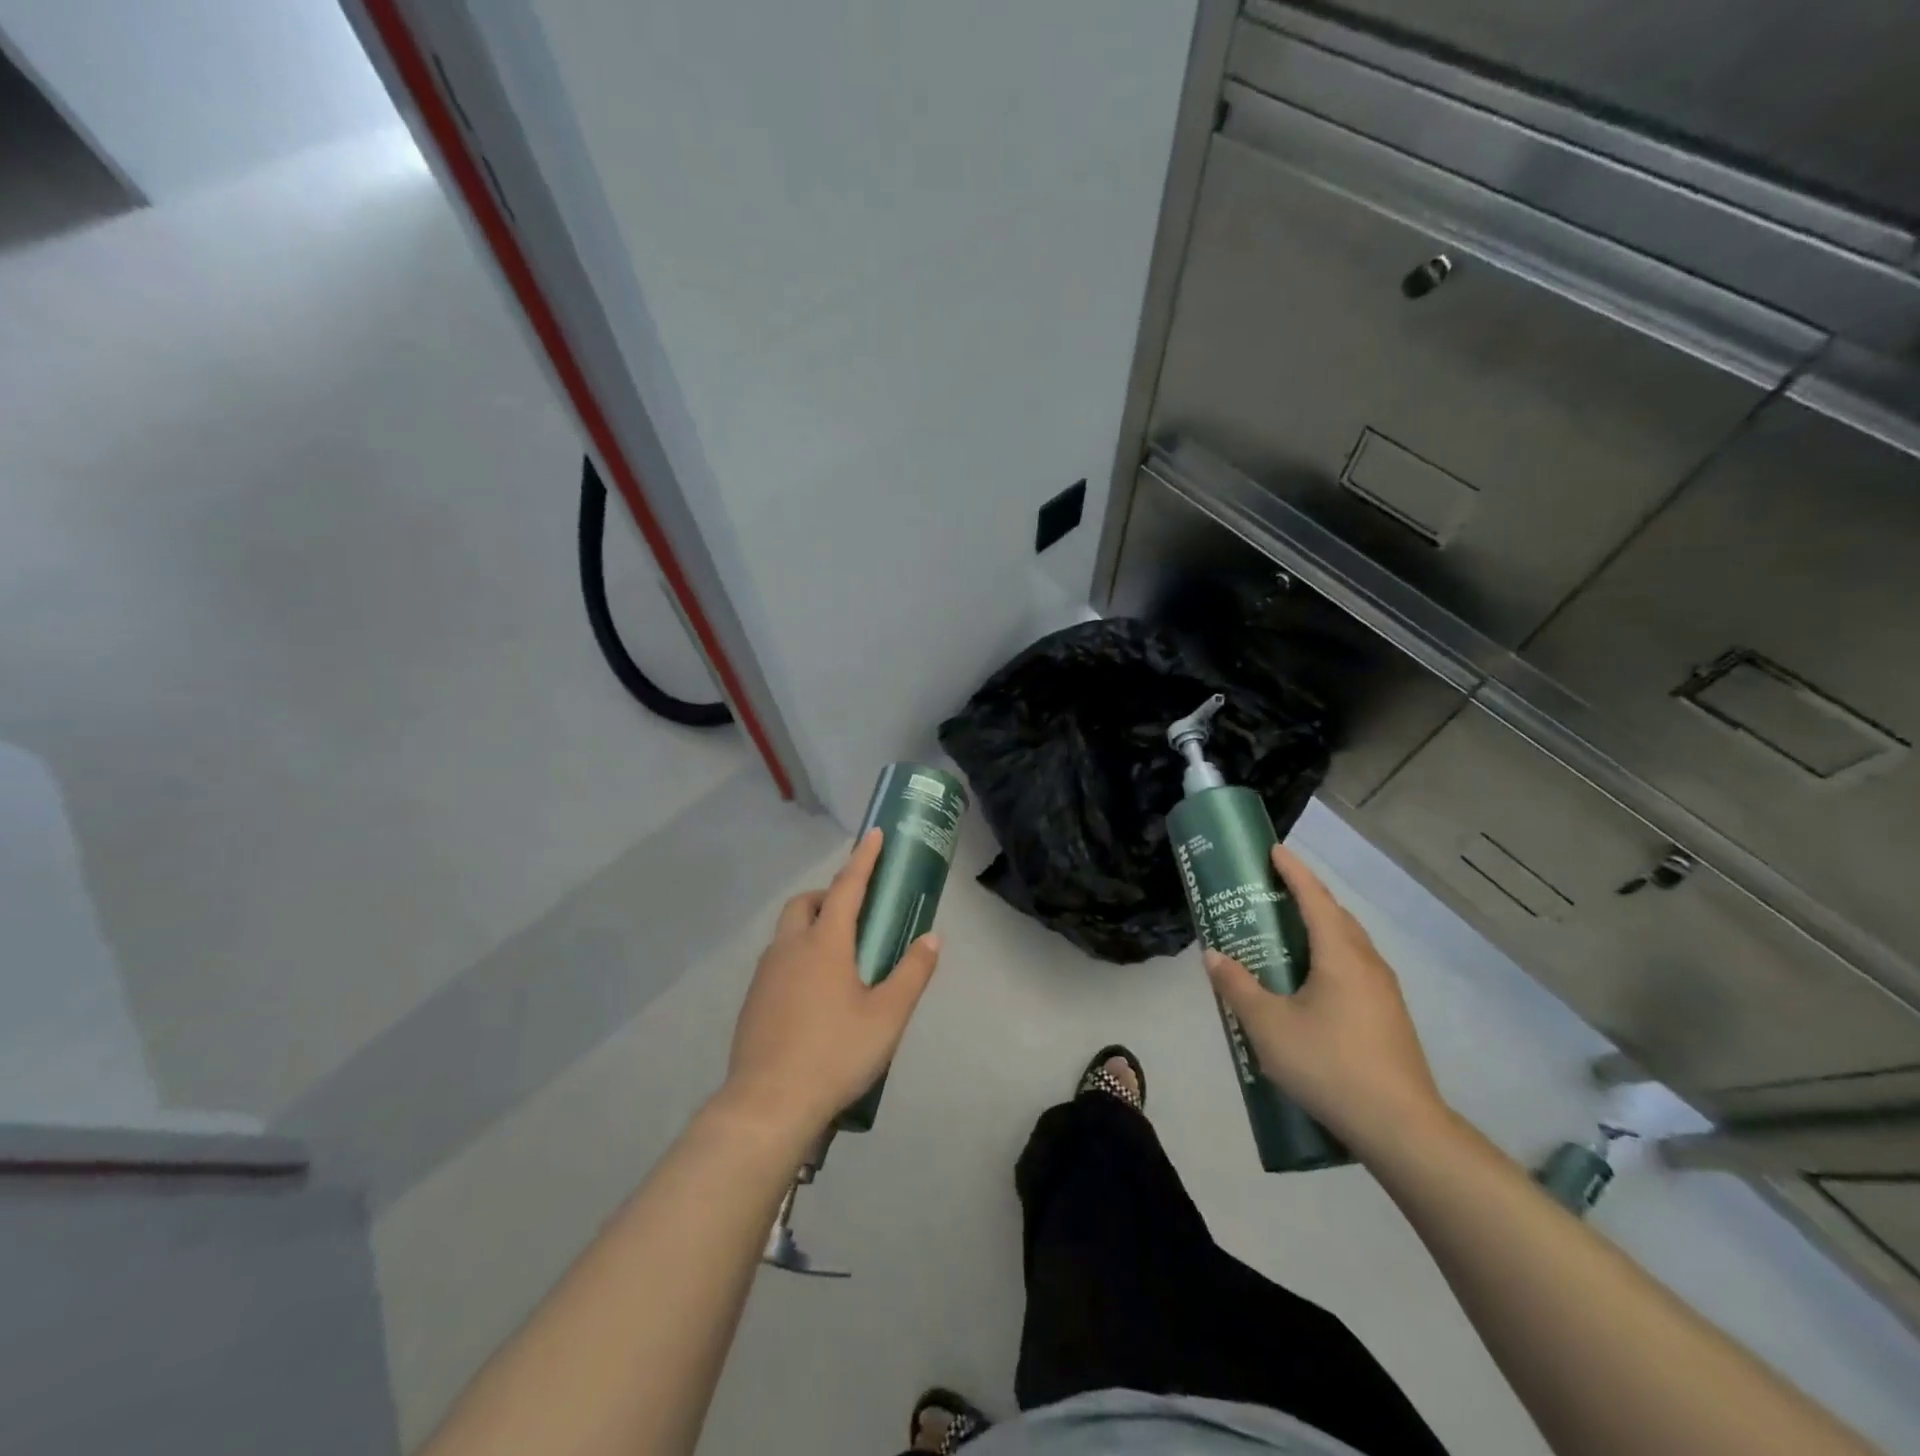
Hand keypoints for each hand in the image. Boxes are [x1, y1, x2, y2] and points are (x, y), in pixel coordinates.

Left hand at [718, 828, 942, 1144]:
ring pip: (787, 932)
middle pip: (805, 903)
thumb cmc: (835, 1053)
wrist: (767, 1104)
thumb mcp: (887, 1016)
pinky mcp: (753, 1001)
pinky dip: (798, 958)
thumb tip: (932, 938)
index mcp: (824, 943)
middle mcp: (790, 948)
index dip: (863, 859)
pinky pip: (778, 962)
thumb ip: (912, 973)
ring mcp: (765, 974)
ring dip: (811, 927)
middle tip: (855, 914)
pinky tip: (814, 995)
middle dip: (828, 895)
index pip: (846, 887)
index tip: (873, 834)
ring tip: (839, 959)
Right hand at [1205, 845, 1447, 1155]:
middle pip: (1335, 916)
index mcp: (1340, 956)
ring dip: (1318, 928)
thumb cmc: (1330, 1066)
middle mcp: (1367, 964)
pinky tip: (1309, 982)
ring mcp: (1384, 992)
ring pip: (1348, 944)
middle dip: (1305, 896)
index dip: (1294, 871)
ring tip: (1285, 932)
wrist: (1402, 1129)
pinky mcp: (1388, 1017)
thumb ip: (1238, 987)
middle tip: (1271, 891)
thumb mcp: (1268, 1026)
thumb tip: (1214, 955)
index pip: (1315, 899)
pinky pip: (1353, 968)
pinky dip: (1328, 955)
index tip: (1274, 850)